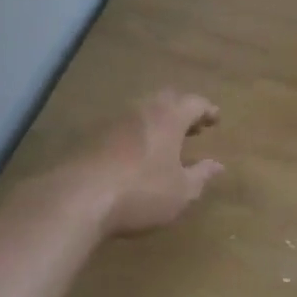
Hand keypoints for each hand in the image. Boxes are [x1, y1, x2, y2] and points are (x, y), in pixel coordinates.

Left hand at [74, 89, 223, 237]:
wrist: (78, 197)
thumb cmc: (141, 192)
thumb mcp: (181, 192)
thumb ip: (201, 175)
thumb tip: (218, 164)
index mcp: (168, 117)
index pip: (194, 103)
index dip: (207, 110)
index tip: (215, 118)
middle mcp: (141, 110)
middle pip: (166, 99)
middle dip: (182, 110)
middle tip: (192, 126)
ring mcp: (113, 120)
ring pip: (141, 111)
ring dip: (157, 120)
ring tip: (166, 140)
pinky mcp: (91, 135)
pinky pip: (122, 126)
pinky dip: (136, 133)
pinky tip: (136, 153)